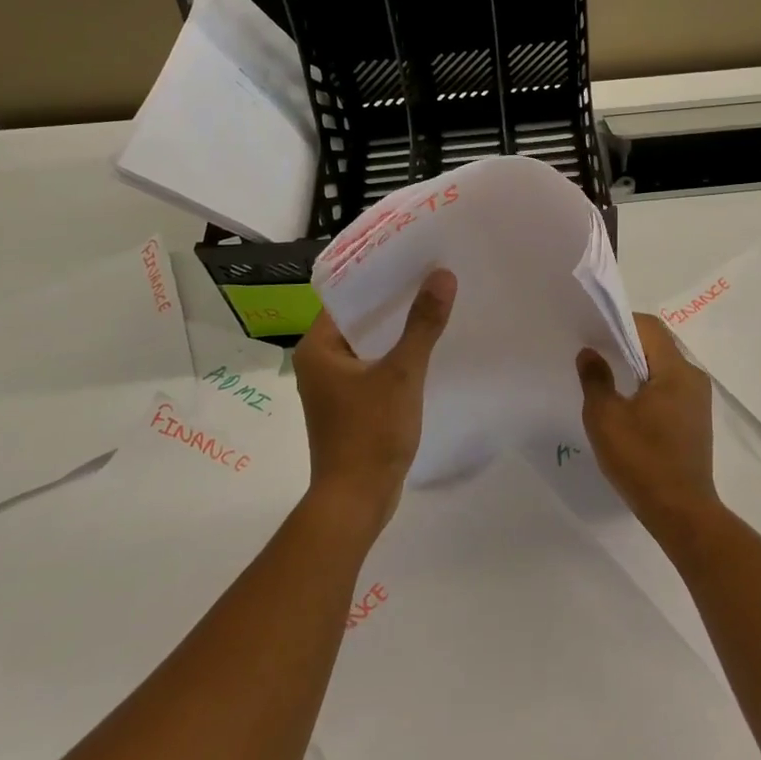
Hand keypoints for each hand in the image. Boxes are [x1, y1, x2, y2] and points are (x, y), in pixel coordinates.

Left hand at [294, 270, 455, 534]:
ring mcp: (333, 387)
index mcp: (317, 348)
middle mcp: (319, 363)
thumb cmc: (370, 433)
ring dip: (396, 329)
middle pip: (358, 319)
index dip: (378, 277)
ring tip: (433, 304)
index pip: (345, 297)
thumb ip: (422, 324)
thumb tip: (443, 276)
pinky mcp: (350, 406)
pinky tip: (426, 348)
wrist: (356, 501)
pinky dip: (395, 356)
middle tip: (430, 276)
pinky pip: (374, 368)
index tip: (411, 258)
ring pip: (368, 345)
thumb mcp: (402, 373)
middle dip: (393, 301)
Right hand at [576, 314, 718, 541]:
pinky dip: (647, 385)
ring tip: (606, 378)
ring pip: (663, 367)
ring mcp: (698, 400)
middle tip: (595, 353)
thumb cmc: (642, 460)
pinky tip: (626, 404)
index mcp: (676, 370)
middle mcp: (693, 377)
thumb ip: (595, 378)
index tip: (593, 333)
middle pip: (657, 344)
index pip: (649, 327)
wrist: (681, 513)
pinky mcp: (695, 420)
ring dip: (636, 366)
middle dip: (626, 343)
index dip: (619, 323)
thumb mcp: (606, 417)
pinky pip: (669, 387)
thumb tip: (590, 352)